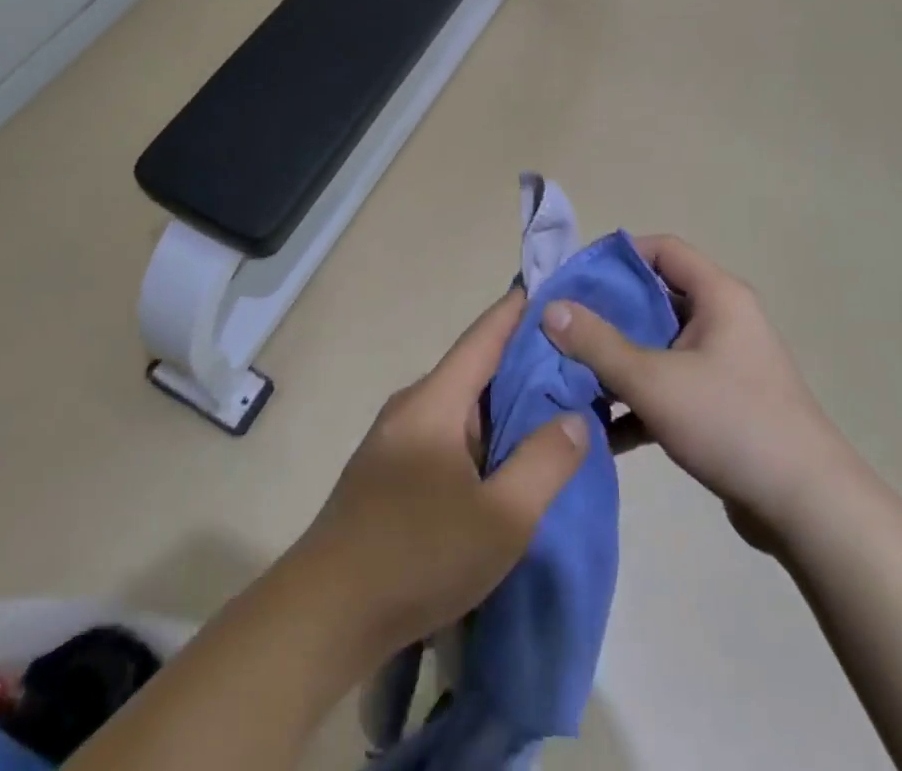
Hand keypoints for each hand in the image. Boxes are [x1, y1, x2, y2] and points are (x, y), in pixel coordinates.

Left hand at [299, 289, 589, 654]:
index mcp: (435, 400)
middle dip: (524, 361)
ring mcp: (397, 439)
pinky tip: (506, 459)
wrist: (324, 615)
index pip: (485, 335)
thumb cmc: (417, 554)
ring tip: (553, 407)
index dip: (519, 309)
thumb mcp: (501, 518)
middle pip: (475, 369)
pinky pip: (448, 435)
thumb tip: (574, 417)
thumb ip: (545, 463)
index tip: (553, 286)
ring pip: (462, 406)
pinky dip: (483, 435)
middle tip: (577, 360)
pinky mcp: (390, 473)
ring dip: (504, 404)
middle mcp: (413, 406)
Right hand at [544, 234, 829, 547]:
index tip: (573, 278)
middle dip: (605, 315)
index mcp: (717, 295)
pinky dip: (637, 401)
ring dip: (616, 362)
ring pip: (657, 347)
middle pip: (654, 299)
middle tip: (559, 329)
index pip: (661, 250)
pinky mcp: (719, 405)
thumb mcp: (653, 380)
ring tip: (568, 377)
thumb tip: (550, 308)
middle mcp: (722, 320)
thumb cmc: (731, 422)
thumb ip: (598, 343)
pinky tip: (600, 429)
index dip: (616, 257)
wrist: (807, 508)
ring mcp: (722, 364)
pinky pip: (668, 387)